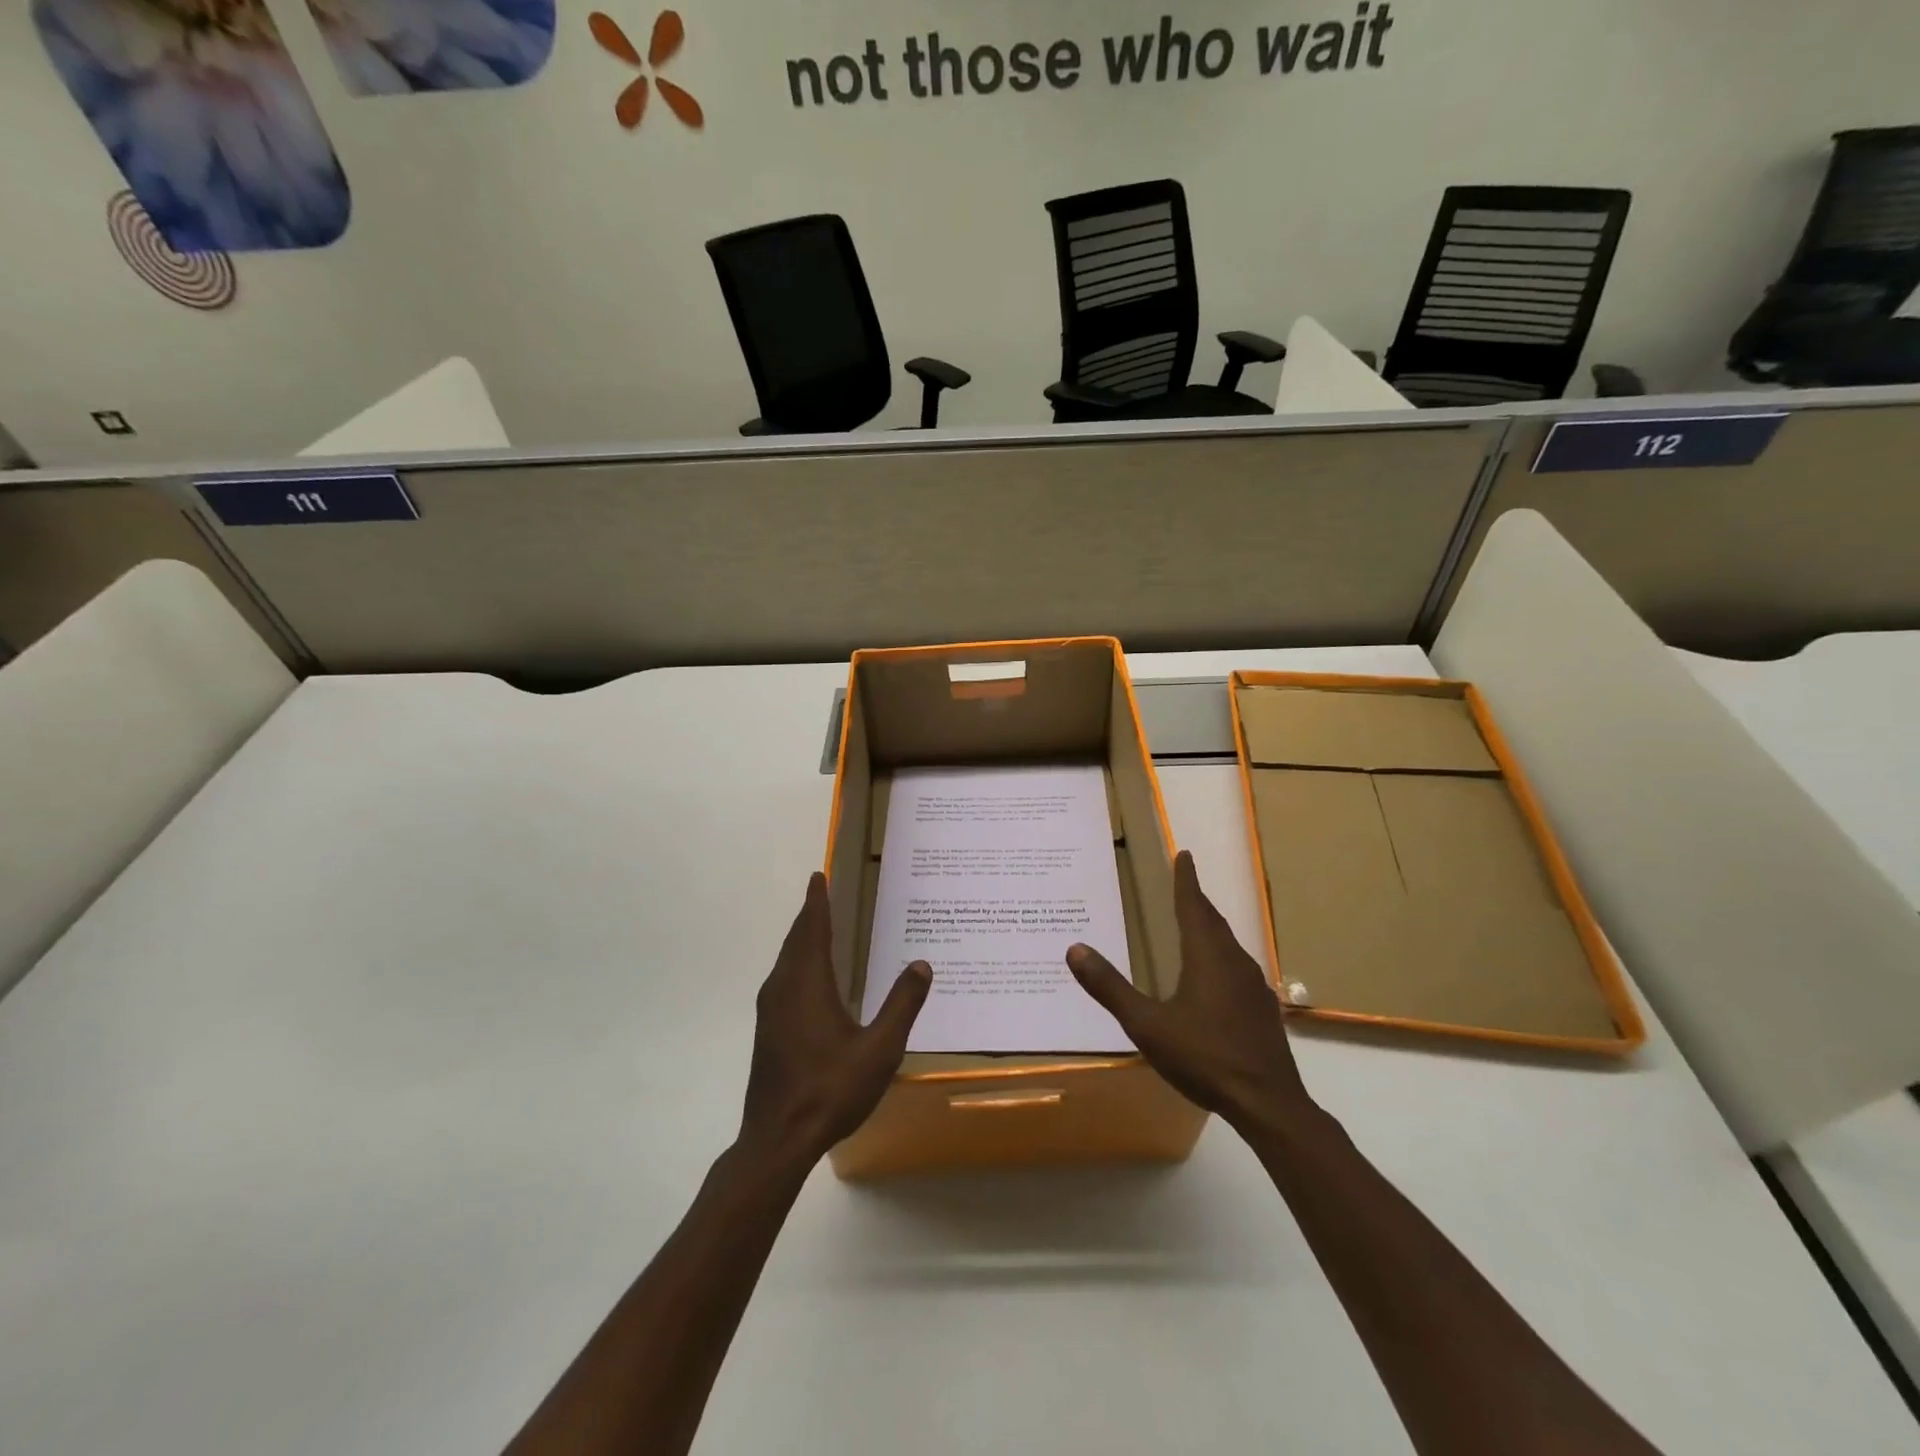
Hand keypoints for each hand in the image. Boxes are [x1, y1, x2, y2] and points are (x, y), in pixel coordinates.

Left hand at [739, 873, 930, 1170]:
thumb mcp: (879, 1049)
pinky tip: (809, 979)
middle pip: (796, 940)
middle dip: (809, 915)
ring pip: (786, 961)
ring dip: (801, 939)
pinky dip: (797, 962)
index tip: (818, 876)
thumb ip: (902, 1004)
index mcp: (807, 984)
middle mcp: (784, 988)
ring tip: (818, 928)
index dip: (817, 901)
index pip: (812, 929)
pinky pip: (783, 979)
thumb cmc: (830, 1090)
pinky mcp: (768, 1031)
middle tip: (820, 894)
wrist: (778, 1139)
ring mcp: (771, 1011)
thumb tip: (922, 964)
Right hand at [1067, 851, 1311, 1132]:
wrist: (1269, 1104)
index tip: (1184, 855)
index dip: (1186, 880)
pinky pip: (1238, 969)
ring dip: (1211, 928)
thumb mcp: (1147, 1025)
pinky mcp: (1263, 1010)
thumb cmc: (1204, 1057)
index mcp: (1207, 957)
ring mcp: (1254, 987)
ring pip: (1229, 945)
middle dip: (1197, 901)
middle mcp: (1234, 962)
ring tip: (1196, 925)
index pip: (1193, 906)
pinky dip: (1222, 958)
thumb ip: (1110, 988)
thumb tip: (1074, 949)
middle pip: (1213, 921)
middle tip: (1185, 884)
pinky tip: (1216, 978)